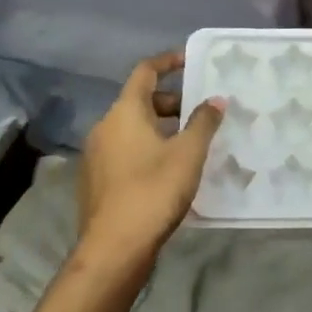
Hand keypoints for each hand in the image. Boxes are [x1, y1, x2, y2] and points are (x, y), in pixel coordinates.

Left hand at [78, 51, 225, 265]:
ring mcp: (96, 155)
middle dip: (172, 101)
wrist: (113, 250)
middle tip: (201, 112)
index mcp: (125, 112)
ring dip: (161, 127)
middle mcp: (105, 126)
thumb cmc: (153, 191)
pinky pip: (125, 150)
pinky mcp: (96, 180)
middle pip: (139, 100)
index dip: (168, 61)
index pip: (145, 71)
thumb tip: (216, 99)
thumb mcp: (188, 153)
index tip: (191, 60)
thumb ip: (204, 122)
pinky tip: (169, 169)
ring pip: (132, 127)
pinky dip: (147, 148)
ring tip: (190, 142)